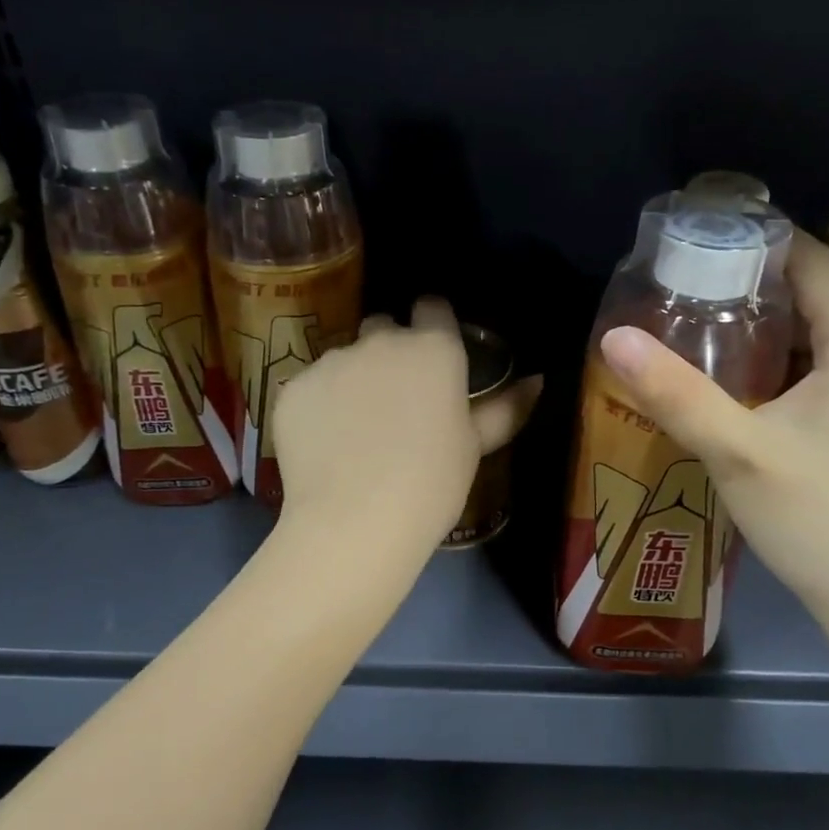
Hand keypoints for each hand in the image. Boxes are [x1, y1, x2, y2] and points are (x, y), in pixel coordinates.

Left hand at [273, 297, 542, 555]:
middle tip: (394, 400)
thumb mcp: (474, 446)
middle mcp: (379, 341)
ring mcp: (330, 362)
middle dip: (389, 351)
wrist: (355, 521)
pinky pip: (310, 387)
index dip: (433, 325)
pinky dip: (318, 406)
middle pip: (383, 328)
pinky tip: (324, 444)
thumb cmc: (431, 484)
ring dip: (352, 379)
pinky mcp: (292, 388)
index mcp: (432, 348)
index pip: (433, 308)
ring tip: (354, 430)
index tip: (433, 355)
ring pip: (344, 359)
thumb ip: (504, 407)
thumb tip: (536, 380)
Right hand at [598, 232, 828, 622]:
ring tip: (694, 328)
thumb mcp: (738, 453)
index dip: (754, 242)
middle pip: (814, 293)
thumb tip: (612, 337)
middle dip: (748, 285)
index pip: (812, 259)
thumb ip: (674, 393)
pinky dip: (780, 362)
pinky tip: (735, 384)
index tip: (692, 242)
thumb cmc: (821, 521)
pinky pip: (825, 369)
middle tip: (679, 288)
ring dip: (762, 327)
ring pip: (818, 335)